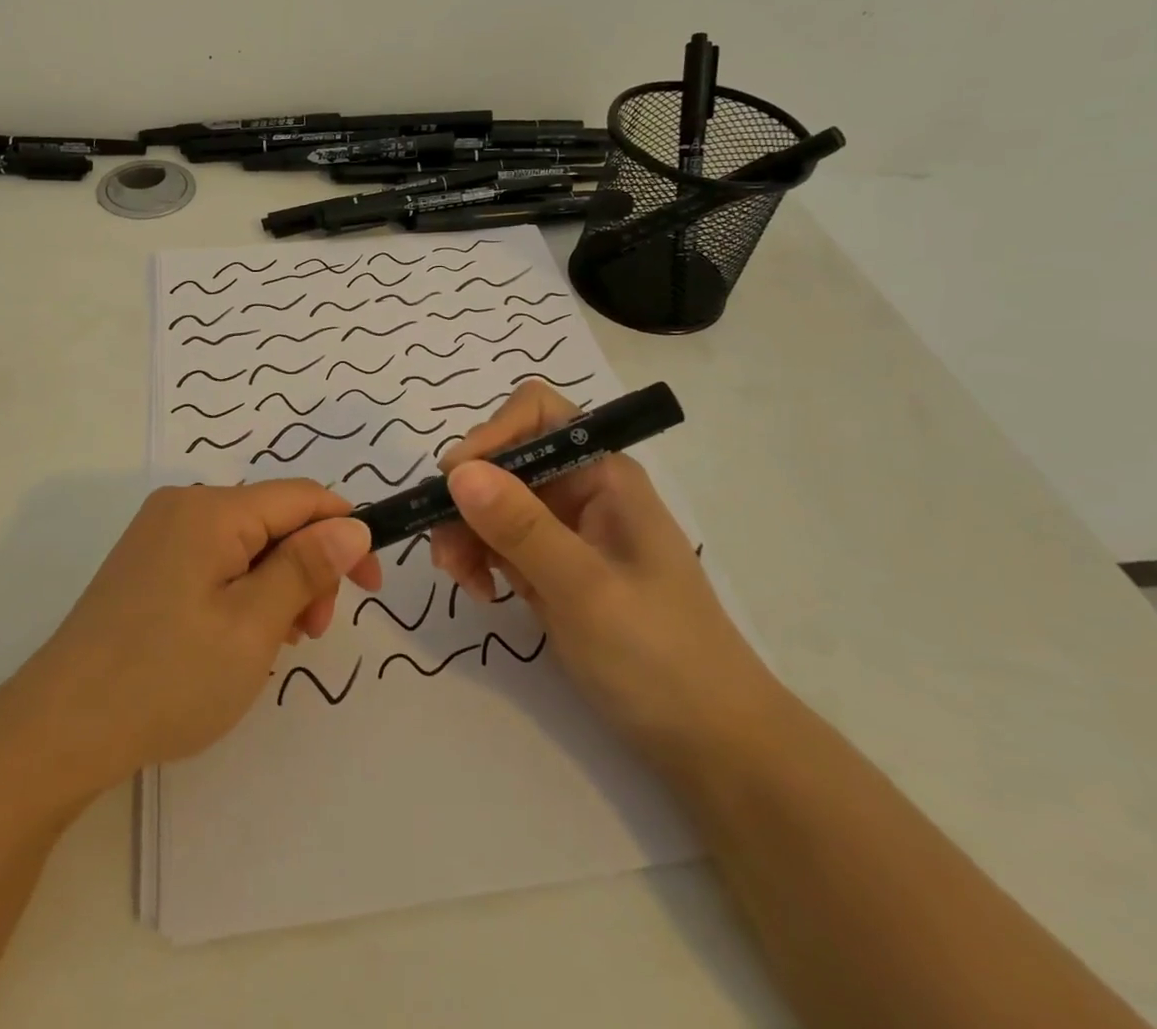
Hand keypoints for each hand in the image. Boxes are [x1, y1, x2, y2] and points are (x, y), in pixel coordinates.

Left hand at [17, 481, 381, 792]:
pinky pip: (214, 560)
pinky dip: (241, 591)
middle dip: (306, 568)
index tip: (370, 586)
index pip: (302, 497)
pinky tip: (235, 639)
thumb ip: (305, 568)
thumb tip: (352, 525)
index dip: (345, 533)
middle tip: (308, 635)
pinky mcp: (146, 563)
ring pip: (246, 543)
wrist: (59, 730)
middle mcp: (183, 507)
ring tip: (271, 647)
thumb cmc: (167, 678)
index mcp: (211, 510)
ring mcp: (159, 534)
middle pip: (273, 520)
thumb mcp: (252, 626)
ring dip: (275, 585)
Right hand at [430, 381, 779, 770]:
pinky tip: (480, 592)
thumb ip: (521, 527)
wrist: (709, 742)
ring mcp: (562, 529)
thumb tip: (457, 470)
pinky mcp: (548, 566)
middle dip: (467, 496)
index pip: (535, 414)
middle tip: (447, 550)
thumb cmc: (660, 657)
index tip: (456, 482)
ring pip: (490, 501)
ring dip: (463, 531)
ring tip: (460, 580)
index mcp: (601, 473)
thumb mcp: (585, 589)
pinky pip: (496, 540)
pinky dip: (476, 557)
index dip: (491, 435)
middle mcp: (579, 489)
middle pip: (502, 459)